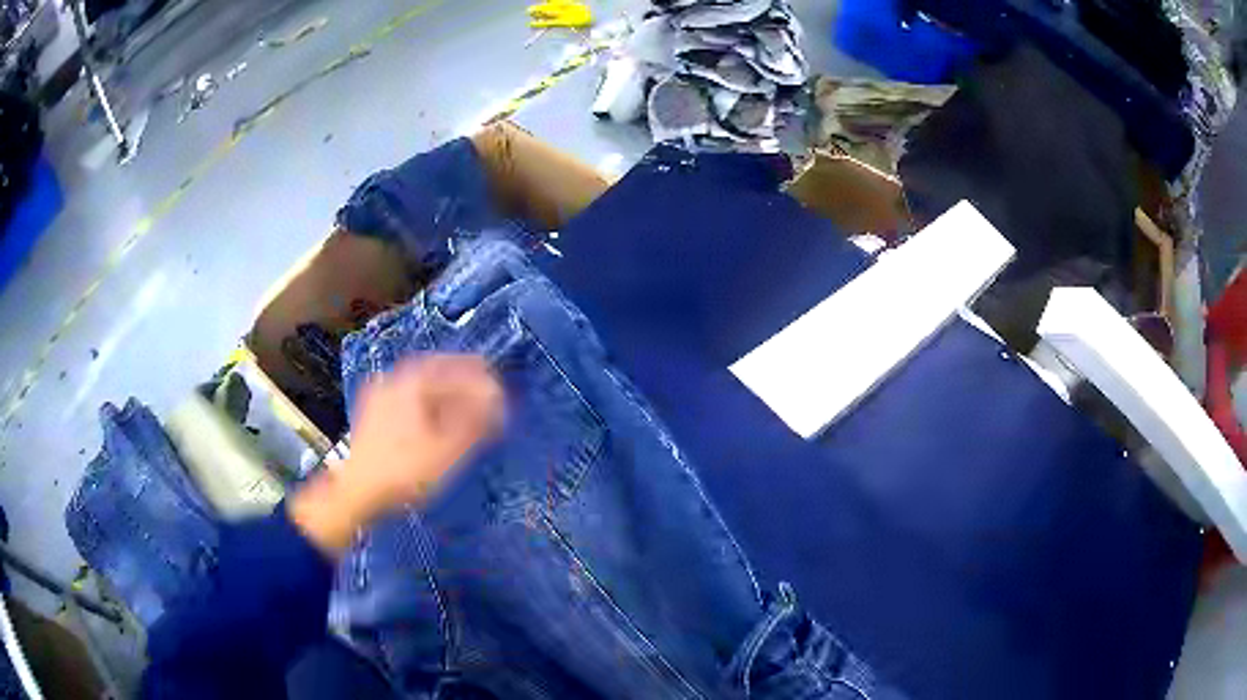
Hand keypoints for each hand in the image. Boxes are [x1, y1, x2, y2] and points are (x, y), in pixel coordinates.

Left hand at [290, 355, 503, 554]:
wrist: (357, 492)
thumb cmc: (405, 472)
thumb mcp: (449, 449)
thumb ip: (477, 421)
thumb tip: (497, 399)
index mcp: (414, 382)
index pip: (457, 369)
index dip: (482, 379)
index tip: (500, 390)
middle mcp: (394, 379)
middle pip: (436, 370)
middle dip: (462, 378)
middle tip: (484, 389)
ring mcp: (379, 394)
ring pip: (419, 383)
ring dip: (444, 390)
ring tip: (462, 405)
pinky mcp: (371, 412)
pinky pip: (406, 396)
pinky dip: (426, 401)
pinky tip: (431, 417)